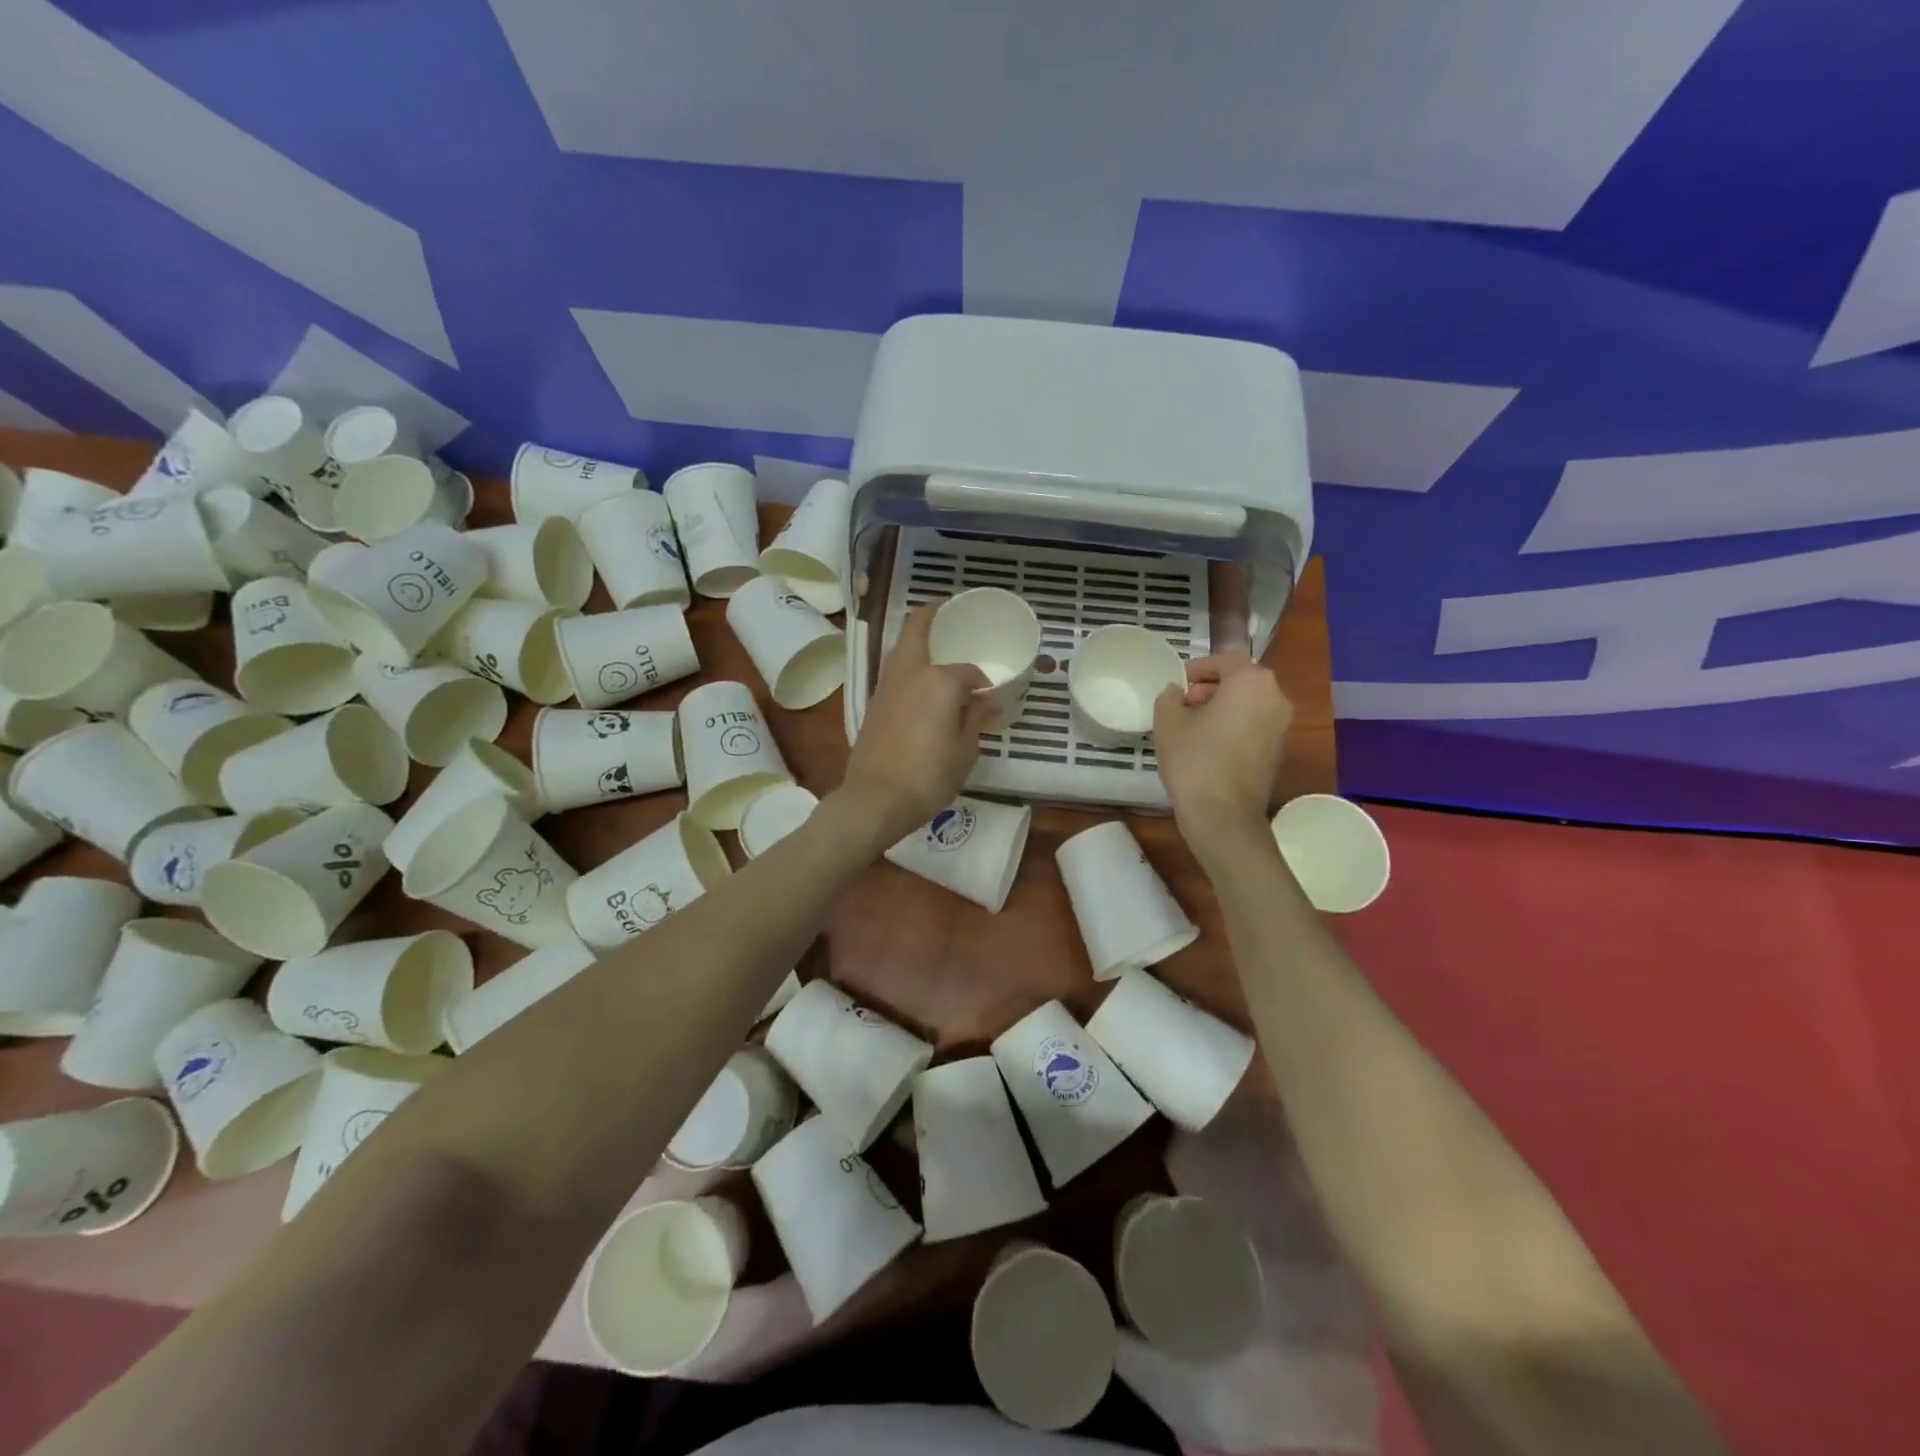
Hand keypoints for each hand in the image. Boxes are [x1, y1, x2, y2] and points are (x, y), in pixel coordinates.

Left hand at [837, 605, 995, 846]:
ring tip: (938, 647)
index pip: (967, 672)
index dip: (981, 683)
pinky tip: (922, 682)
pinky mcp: (874, 702)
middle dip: (933, 613)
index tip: (988, 699)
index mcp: (939, 681)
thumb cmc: (928, 776)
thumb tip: (986, 702)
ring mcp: (886, 685)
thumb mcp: (964, 751)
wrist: (875, 799)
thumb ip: (975, 720)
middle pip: (918, 627)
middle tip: (949, 609)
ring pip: (902, 648)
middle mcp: (910, 673)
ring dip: (918, 639)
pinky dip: (909, 664)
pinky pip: (895, 670)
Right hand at [1153, 650, 1291, 854]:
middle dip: (1211, 688)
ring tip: (1192, 727)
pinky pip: (1254, 726)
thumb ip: (1169, 697)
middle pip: (1241, 681)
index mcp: (1252, 682)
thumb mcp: (1167, 722)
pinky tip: (1208, 747)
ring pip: (1249, 704)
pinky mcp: (1278, 751)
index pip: (1226, 659)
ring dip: (1222, 708)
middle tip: (1183, 705)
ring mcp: (1281, 726)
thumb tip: (1175, 693)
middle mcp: (1276, 698)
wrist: (1223, 815)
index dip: (1198, 668)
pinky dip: (1233, 727)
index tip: (1177, 686)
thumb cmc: (1194, 760)